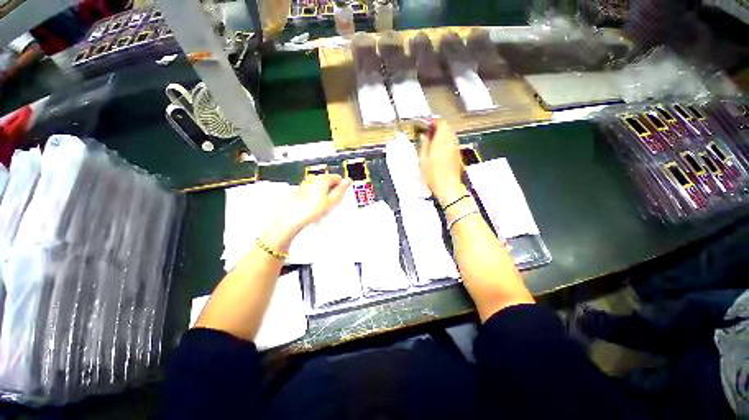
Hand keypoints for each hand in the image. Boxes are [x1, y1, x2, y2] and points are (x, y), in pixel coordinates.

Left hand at [277, 174, 351, 234]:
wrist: (294, 217)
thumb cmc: (312, 209)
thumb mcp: (331, 201)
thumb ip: (341, 190)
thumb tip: (347, 181)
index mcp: (323, 178)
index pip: (338, 177)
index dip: (341, 186)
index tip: (340, 194)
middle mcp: (314, 177)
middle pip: (329, 180)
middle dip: (332, 188)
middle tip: (332, 201)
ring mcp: (306, 182)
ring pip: (321, 184)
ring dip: (324, 191)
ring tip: (323, 204)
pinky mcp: (301, 188)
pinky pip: (313, 188)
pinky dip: (317, 193)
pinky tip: (315, 203)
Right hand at [418, 121, 467, 204]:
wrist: (448, 186)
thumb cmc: (433, 173)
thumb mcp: (423, 159)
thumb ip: (424, 145)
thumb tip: (424, 135)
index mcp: (442, 140)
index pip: (441, 123)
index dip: (433, 121)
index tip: (425, 124)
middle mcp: (451, 141)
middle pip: (447, 127)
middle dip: (438, 127)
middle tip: (428, 131)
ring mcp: (456, 147)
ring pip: (450, 134)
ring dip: (442, 134)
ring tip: (432, 139)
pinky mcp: (457, 154)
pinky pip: (452, 142)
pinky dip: (445, 141)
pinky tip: (438, 148)